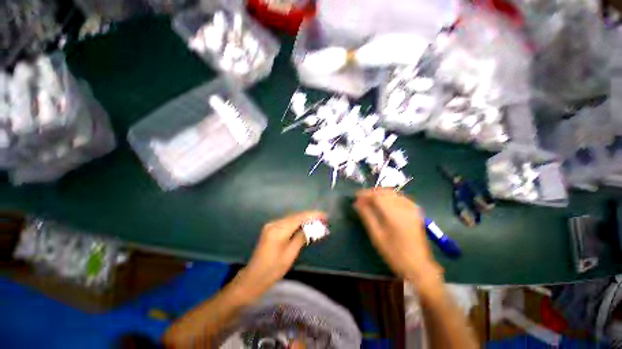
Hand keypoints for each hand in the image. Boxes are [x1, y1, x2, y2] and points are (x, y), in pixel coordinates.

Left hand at [234, 211, 326, 299]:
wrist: (253, 277)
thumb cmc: (272, 270)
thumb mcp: (290, 254)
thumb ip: (301, 237)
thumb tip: (312, 227)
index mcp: (278, 230)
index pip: (299, 218)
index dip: (312, 215)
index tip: (325, 215)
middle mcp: (274, 223)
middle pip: (295, 216)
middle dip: (310, 216)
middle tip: (323, 219)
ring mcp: (271, 225)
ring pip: (292, 218)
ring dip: (304, 219)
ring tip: (317, 221)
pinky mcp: (271, 228)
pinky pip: (287, 222)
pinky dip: (297, 222)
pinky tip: (305, 225)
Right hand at [354, 189, 442, 283]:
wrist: (417, 265)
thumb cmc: (393, 253)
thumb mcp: (376, 235)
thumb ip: (367, 216)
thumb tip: (357, 203)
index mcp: (394, 215)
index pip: (377, 196)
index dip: (365, 194)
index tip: (356, 195)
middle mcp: (404, 208)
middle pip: (385, 192)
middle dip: (372, 192)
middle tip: (362, 198)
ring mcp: (412, 209)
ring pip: (393, 193)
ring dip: (380, 193)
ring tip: (370, 200)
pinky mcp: (415, 212)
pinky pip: (401, 197)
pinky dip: (390, 196)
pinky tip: (385, 202)